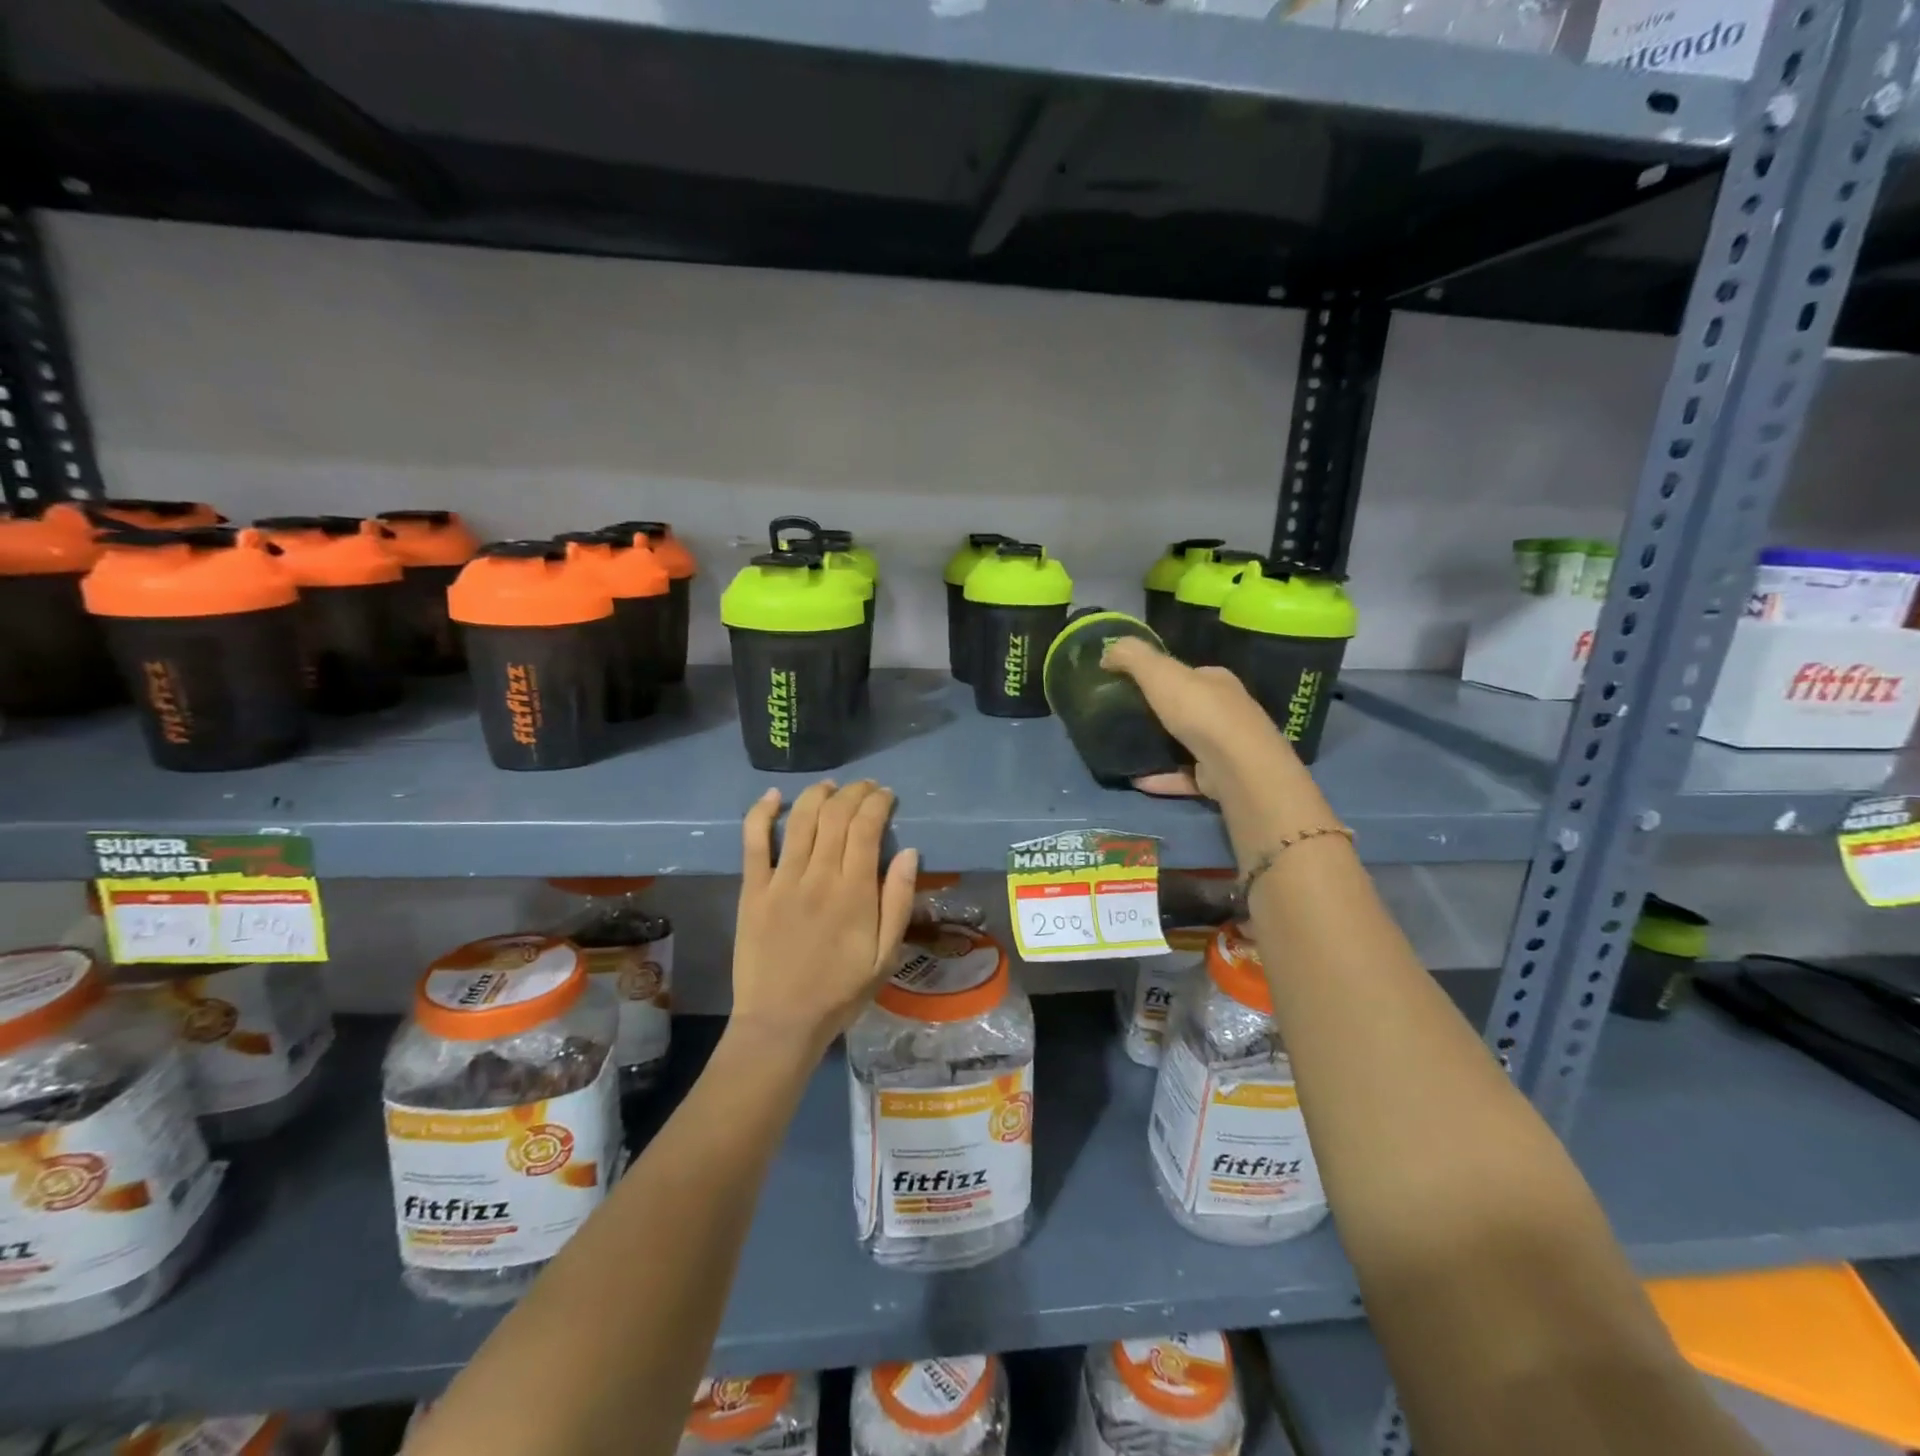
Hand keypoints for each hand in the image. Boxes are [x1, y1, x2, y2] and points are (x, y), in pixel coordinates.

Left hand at [733, 780, 918, 1055]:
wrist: (781, 1024)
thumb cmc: (840, 993)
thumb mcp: (886, 956)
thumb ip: (898, 902)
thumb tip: (909, 852)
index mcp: (854, 892)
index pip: (867, 828)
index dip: (878, 803)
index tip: (886, 796)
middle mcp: (818, 876)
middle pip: (836, 816)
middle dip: (854, 792)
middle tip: (865, 788)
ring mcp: (781, 881)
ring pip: (800, 820)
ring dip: (817, 795)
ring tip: (831, 787)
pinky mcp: (752, 890)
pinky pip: (754, 842)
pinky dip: (762, 813)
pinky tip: (773, 796)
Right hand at [1102, 638, 1336, 866]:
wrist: (1236, 766)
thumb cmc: (1199, 711)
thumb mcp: (1160, 672)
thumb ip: (1132, 657)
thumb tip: (1106, 652)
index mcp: (1216, 682)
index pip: (1188, 674)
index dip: (1161, 676)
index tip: (1131, 685)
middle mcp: (1226, 712)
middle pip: (1188, 709)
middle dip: (1160, 712)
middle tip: (1124, 718)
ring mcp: (1225, 748)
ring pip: (1187, 744)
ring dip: (1161, 747)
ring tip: (1127, 749)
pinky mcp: (1218, 779)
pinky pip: (1184, 776)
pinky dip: (1161, 778)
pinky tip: (1137, 780)